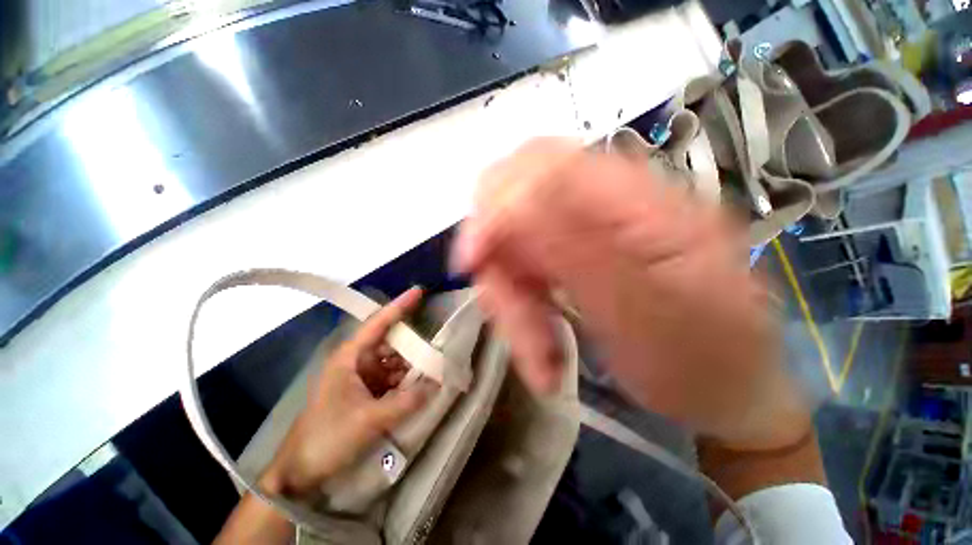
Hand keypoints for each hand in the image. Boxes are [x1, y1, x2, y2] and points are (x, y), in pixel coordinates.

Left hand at [260, 288, 432, 497]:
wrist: (299, 471)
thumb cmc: (327, 438)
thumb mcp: (369, 420)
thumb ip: (407, 401)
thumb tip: (438, 384)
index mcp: (350, 357)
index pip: (378, 323)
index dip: (399, 306)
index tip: (419, 291)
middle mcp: (356, 361)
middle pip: (390, 342)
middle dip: (413, 343)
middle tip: (438, 342)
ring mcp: (361, 377)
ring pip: (393, 362)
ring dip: (411, 365)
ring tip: (434, 367)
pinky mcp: (365, 393)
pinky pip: (391, 379)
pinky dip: (405, 381)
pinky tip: (420, 385)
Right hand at [453, 138, 809, 448]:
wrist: (728, 393)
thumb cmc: (703, 363)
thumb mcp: (645, 315)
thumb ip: (580, 252)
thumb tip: (512, 204)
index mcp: (641, 202)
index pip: (543, 163)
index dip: (496, 203)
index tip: (473, 262)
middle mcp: (607, 206)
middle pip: (517, 202)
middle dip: (499, 261)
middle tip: (506, 312)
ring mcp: (586, 235)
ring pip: (514, 247)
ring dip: (511, 301)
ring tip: (539, 355)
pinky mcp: (574, 261)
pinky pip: (524, 274)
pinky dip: (521, 311)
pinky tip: (543, 350)